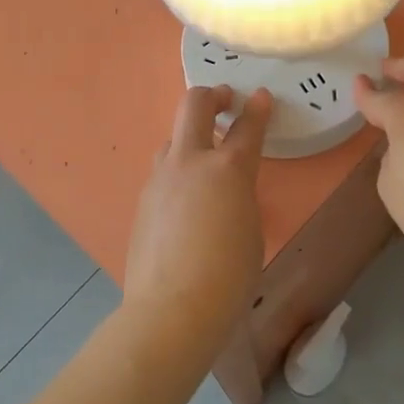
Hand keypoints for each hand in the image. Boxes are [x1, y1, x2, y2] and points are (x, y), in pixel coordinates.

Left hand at [121, 85, 272, 351]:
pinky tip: (184, 199)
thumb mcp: (250, 230)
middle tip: (225, 99)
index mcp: (229, 169)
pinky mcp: (143, 200)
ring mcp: (160, 178)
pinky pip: (162, 172)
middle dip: (212, 96)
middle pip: (194, 106)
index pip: (247, 126)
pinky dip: (177, 171)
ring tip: (204, 156)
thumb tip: (227, 192)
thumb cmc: (228, 276)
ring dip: (190, 137)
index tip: (260, 97)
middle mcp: (190, 162)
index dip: (257, 108)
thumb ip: (240, 197)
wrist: (171, 308)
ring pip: (172, 139)